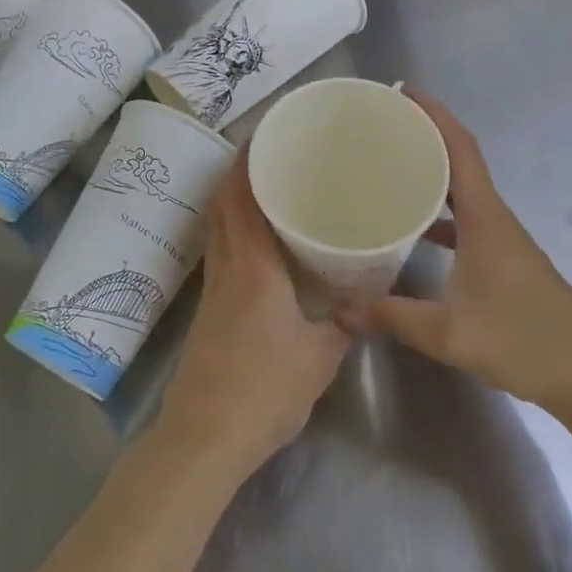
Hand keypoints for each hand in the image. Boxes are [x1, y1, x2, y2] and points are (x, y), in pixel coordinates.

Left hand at [156, 151, 349, 478]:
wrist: (205, 435)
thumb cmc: (264, 390)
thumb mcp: (319, 357)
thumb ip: (344, 322)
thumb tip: (366, 298)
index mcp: (252, 265)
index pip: (241, 198)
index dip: (247, 162)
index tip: (265, 135)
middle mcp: (227, 264)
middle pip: (223, 203)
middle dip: (239, 171)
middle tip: (271, 153)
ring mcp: (212, 284)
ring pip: (217, 224)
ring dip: (233, 197)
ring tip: (265, 184)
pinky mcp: (208, 305)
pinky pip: (219, 247)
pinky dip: (232, 227)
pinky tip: (257, 239)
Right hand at [341, 92, 571, 420]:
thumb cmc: (523, 341)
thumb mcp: (450, 333)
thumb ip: (394, 318)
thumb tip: (340, 312)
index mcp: (485, 216)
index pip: (460, 147)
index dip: (434, 113)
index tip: (402, 92)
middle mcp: (494, 216)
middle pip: (459, 158)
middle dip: (425, 133)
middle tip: (383, 124)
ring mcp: (501, 237)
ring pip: (463, 188)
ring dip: (433, 169)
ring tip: (391, 164)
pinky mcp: (504, 257)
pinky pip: (465, 217)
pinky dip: (440, 210)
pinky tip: (414, 228)